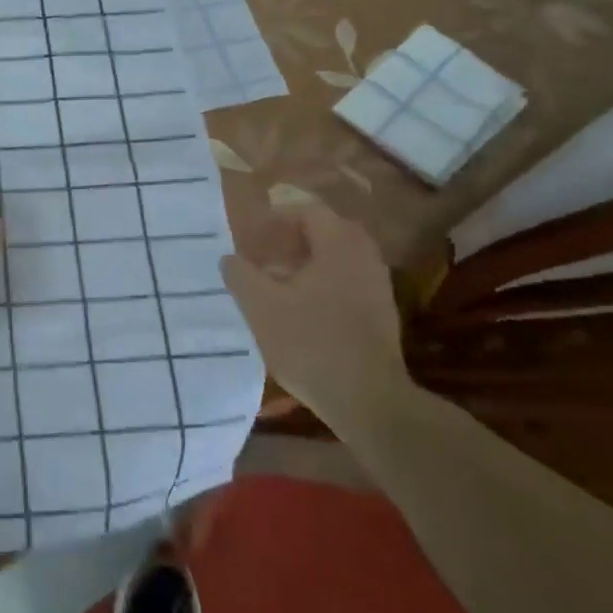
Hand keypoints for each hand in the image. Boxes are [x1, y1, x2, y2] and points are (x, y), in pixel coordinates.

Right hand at [221, 202, 409, 428]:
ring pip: (339, 259)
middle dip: (294, 239)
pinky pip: (349, 282)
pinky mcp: (382, 316)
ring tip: (278, 284)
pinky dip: (324, 285)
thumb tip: (230, 258)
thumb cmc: (310, 343)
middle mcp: (364, 258)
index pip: (308, 211)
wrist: (368, 400)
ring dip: (308, 263)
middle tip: (266, 256)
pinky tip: (301, 311)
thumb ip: (240, 275)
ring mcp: (378, 287)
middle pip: (328, 232)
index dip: (276, 219)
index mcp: (339, 245)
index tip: (252, 238)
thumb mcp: (260, 306)